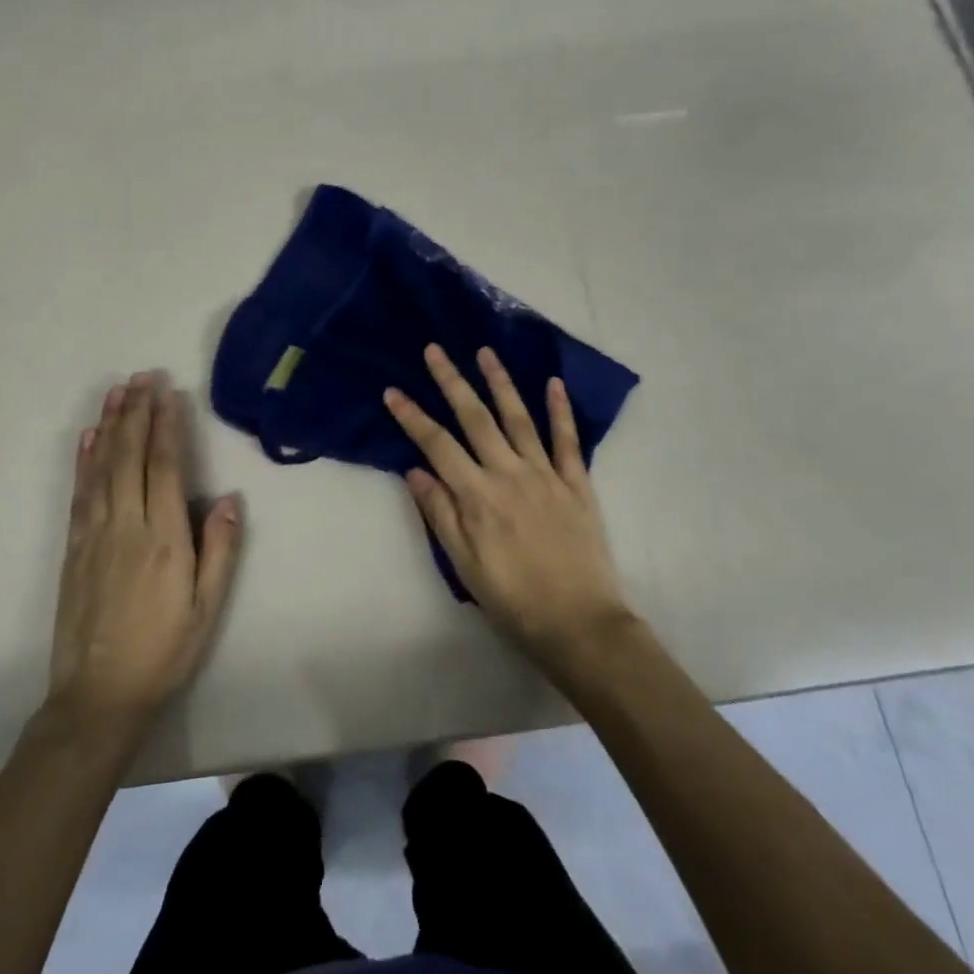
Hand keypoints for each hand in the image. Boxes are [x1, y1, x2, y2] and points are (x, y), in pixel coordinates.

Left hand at [46, 373, 242, 728]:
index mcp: (163, 538)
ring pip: (101, 468)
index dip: (167, 426)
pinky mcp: (73, 549)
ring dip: (109, 426)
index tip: (168, 393)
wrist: (98, 697)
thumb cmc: (164, 650)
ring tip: (116, 392)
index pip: (165, 467)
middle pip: (130, 456)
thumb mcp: (208, 606)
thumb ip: (220, 548)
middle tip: (142, 376)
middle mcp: (126, 526)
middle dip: (137, 413)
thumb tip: (229, 497)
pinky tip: (87, 439)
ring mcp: (94, 535)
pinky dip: (83, 461)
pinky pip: (79, 493)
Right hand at [385, 345, 634, 665]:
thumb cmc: (514, 599)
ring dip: (500, 382)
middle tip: (435, 350)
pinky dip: (560, 410)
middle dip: (452, 381)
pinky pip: (567, 439)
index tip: (393, 391)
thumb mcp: (465, 565)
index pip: (438, 445)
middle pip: (475, 418)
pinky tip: (553, 383)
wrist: (580, 623)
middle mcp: (510, 473)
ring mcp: (546, 474)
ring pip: (519, 418)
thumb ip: (441, 513)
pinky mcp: (577, 483)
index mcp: (478, 496)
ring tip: (485, 352)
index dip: (412, 417)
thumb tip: (415, 470)